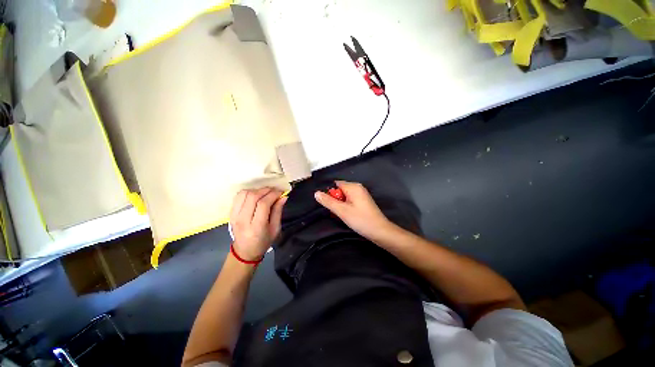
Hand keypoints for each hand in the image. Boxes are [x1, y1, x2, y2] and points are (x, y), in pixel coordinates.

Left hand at [230, 188, 286, 260]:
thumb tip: (283, 197)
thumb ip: (278, 211)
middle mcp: (243, 220)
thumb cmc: (263, 242)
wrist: (245, 251)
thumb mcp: (275, 229)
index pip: (263, 204)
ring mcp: (234, 216)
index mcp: (256, 227)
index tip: (281, 192)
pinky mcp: (231, 213)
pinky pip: (238, 197)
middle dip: (266, 190)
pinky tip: (256, 195)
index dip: (273, 195)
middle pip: (253, 197)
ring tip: (265, 193)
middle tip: (274, 191)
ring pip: (244, 194)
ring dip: (257, 190)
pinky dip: (248, 192)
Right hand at [314, 181, 393, 240]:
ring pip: (345, 196)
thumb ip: (328, 201)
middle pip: (341, 190)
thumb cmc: (360, 219)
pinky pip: (351, 200)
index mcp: (353, 187)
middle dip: (336, 200)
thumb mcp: (342, 211)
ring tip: (342, 215)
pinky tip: (348, 215)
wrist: (380, 231)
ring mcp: (362, 195)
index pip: (336, 184)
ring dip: (341, 204)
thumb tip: (316, 193)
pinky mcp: (363, 202)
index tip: (330, 205)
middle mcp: (358, 188)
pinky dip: (347, 206)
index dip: (330, 193)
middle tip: (336, 211)